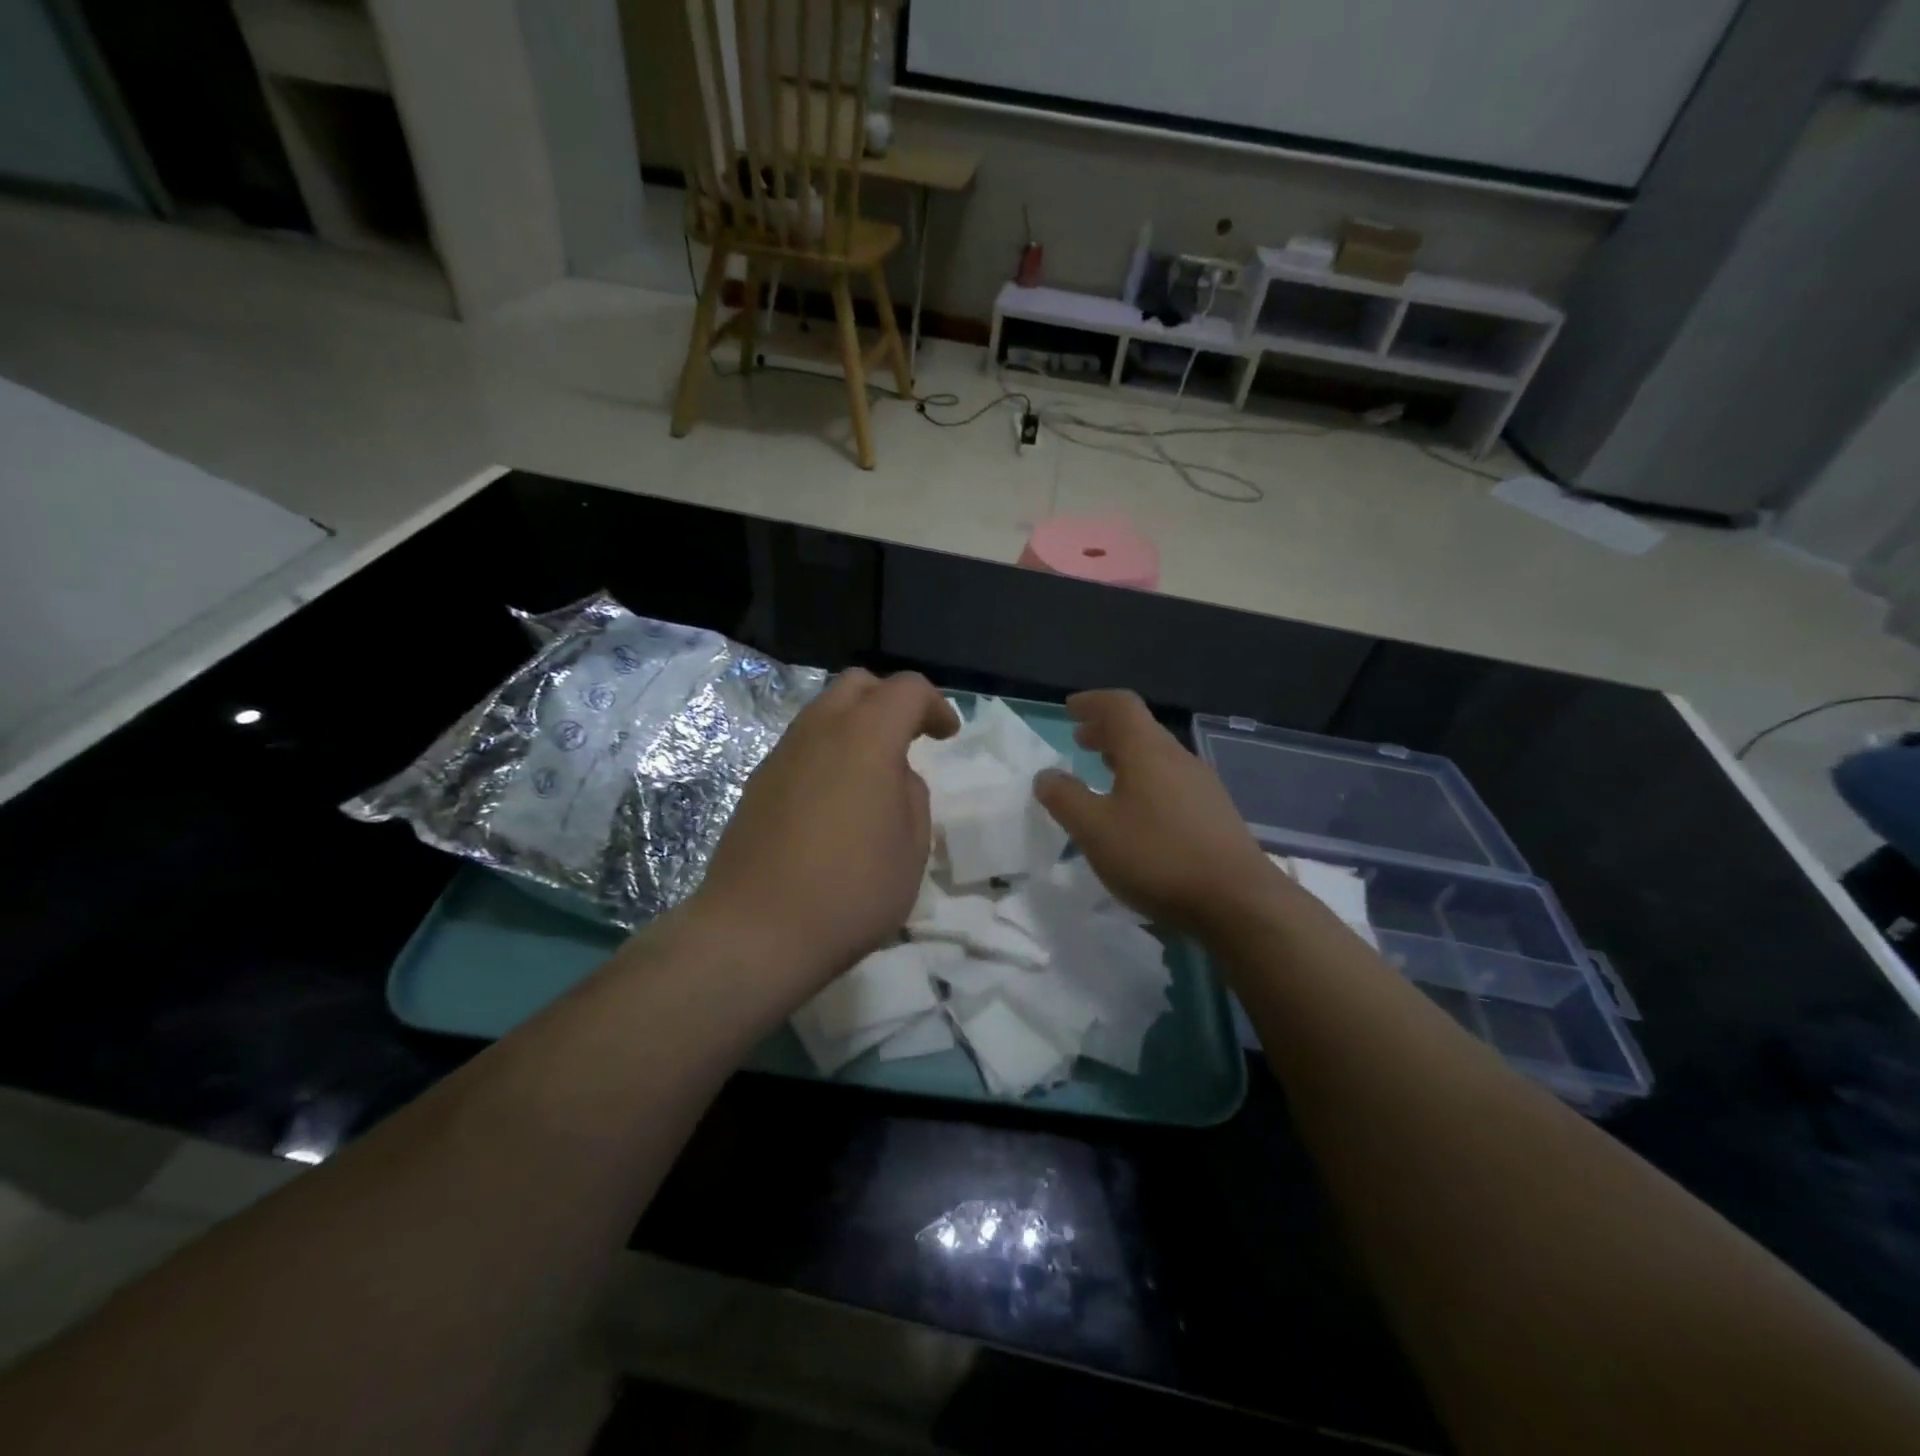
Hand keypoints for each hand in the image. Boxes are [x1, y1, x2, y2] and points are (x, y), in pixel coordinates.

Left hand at [687, 668, 959, 998]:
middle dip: (891, 700)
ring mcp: (782, 754)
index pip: (906, 689)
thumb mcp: (911, 846)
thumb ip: (912, 795)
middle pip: (857, 684)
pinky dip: (830, 750)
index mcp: (866, 737)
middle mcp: (820, 730)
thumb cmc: (851, 890)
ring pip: (824, 711)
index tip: (947, 735)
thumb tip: (893, 776)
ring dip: (857, 724)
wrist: (756, 931)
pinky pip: (803, 744)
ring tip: (875, 770)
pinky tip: (838, 797)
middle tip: (911, 737)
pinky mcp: (759, 782)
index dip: (934, 705)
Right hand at [1033, 690, 1283, 932]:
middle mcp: (1178, 758)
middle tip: (1081, 741)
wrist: (1238, 901)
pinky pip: (1172, 782)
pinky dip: (1146, 782)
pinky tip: (1138, 813)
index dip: (1093, 702)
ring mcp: (1202, 786)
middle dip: (1107, 731)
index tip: (1070, 710)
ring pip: (1158, 757)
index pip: (1120, 705)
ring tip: (1105, 774)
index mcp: (1147, 751)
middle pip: (1141, 729)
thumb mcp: (1095, 830)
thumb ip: (1066, 799)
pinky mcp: (1216, 814)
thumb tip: (1046, 776)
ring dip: (1127, 758)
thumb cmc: (1158, 856)